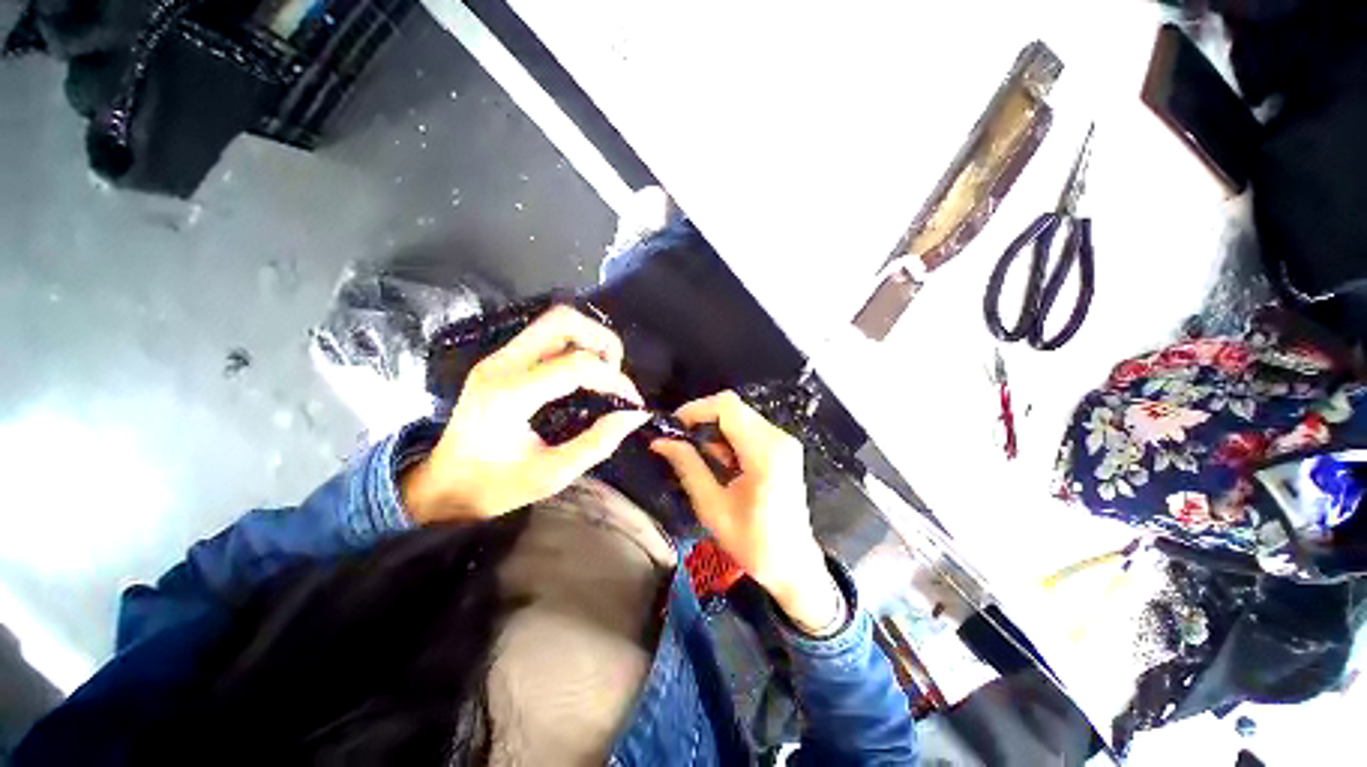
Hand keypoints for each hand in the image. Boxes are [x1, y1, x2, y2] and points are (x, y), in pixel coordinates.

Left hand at [402, 306, 648, 523]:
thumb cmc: (494, 487)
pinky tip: (584, 374)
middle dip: (601, 340)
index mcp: (509, 395)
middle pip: (562, 321)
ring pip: (554, 322)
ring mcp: (499, 358)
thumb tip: (635, 416)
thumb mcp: (552, 475)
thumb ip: (598, 443)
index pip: (575, 365)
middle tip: (616, 373)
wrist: (443, 487)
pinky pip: (547, 336)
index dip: (613, 379)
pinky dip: (575, 346)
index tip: (632, 402)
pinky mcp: (502, 361)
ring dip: (589, 339)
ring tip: (604, 372)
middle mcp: (502, 365)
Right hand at [650, 391, 841, 632]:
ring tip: (700, 458)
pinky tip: (721, 463)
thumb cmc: (753, 543)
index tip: (673, 427)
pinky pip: (749, 429)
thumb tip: (660, 441)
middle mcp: (778, 438)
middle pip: (733, 408)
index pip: (727, 407)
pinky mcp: (782, 448)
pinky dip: (728, 438)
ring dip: (714, 430)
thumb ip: (687, 466)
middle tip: (680, 442)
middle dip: (702, 419)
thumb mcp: (712, 507)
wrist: (794, 565)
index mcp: (764, 452)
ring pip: (739, 416)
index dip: (696, 409)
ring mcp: (783, 441)